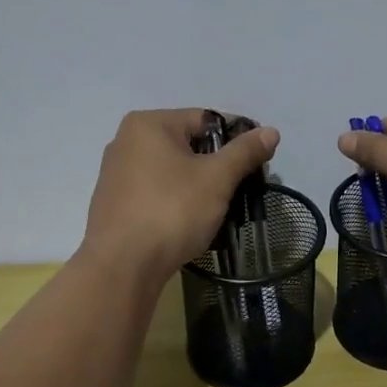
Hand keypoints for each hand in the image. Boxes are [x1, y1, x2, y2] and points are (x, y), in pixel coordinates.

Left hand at [82, 109, 278, 280]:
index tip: (258, 162)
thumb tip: (271, 132)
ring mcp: (117, 174)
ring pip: (173, 171)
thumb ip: (244, 152)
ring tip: (221, 209)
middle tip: (242, 188)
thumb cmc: (171, 211)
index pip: (206, 119)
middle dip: (218, 165)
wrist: (122, 267)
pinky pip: (157, 192)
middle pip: (188, 144)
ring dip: (199, 186)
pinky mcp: (115, 204)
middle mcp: (126, 141)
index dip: (237, 138)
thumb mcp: (216, 179)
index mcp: (148, 124)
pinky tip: (191, 222)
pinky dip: (177, 201)